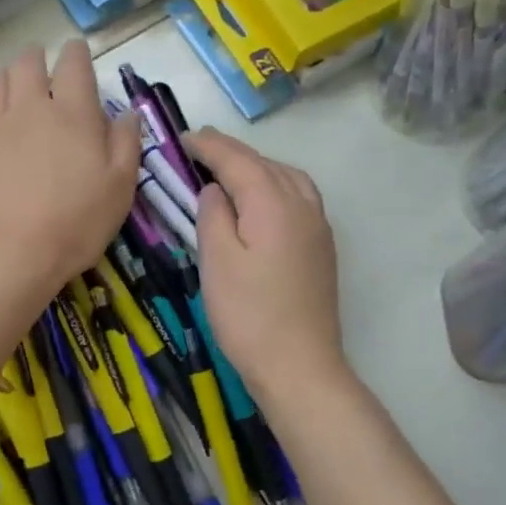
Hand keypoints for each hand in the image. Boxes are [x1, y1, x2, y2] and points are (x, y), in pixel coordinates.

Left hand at [0, 41, 140, 310]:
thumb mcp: (119, 189)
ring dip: (7, 75)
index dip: (76, 53)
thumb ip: (126, 144)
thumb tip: (126, 113)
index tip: (77, 52)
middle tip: (43, 67)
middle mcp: (29, 108)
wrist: (6, 253)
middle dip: (37, 58)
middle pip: (27, 64)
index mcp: (72, 114)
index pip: (74, 65)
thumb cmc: (74, 223)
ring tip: (13, 86)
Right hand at [188, 127, 344, 398]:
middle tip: (199, 150)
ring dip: (257, 168)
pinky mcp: (321, 249)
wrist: (300, 366)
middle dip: (232, 153)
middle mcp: (302, 205)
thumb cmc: (249, 315)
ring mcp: (318, 227)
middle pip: (265, 164)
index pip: (238, 160)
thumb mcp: (217, 261)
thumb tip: (216, 188)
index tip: (183, 138)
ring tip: (229, 173)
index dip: (209, 146)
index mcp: (274, 202)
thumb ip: (214, 215)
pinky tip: (260, 204)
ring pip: (287, 178)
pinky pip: (298, 199)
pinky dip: (275, 187)